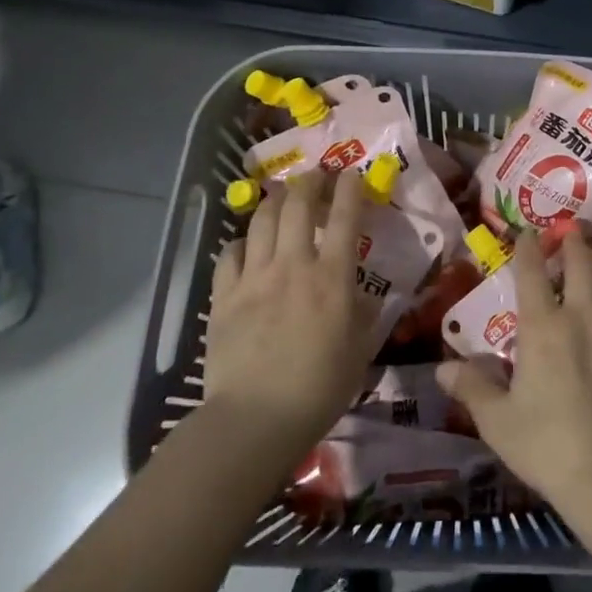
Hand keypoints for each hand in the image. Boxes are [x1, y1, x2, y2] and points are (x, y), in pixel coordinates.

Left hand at [201, 168, 380, 466]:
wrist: (255, 418)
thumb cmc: (319, 388)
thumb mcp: (360, 352)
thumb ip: (365, 317)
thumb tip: (367, 297)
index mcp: (332, 277)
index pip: (345, 218)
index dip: (349, 189)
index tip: (352, 173)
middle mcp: (293, 265)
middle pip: (298, 206)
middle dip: (309, 182)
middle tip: (316, 175)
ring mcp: (255, 277)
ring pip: (262, 221)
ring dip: (274, 201)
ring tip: (281, 195)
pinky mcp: (224, 296)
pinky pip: (230, 255)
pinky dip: (241, 242)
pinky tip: (246, 245)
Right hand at [438, 231, 591, 504]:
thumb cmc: (546, 445)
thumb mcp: (498, 420)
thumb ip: (472, 387)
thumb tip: (442, 369)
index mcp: (542, 328)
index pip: (533, 273)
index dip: (528, 248)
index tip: (526, 233)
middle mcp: (582, 316)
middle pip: (582, 263)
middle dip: (574, 242)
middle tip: (570, 230)